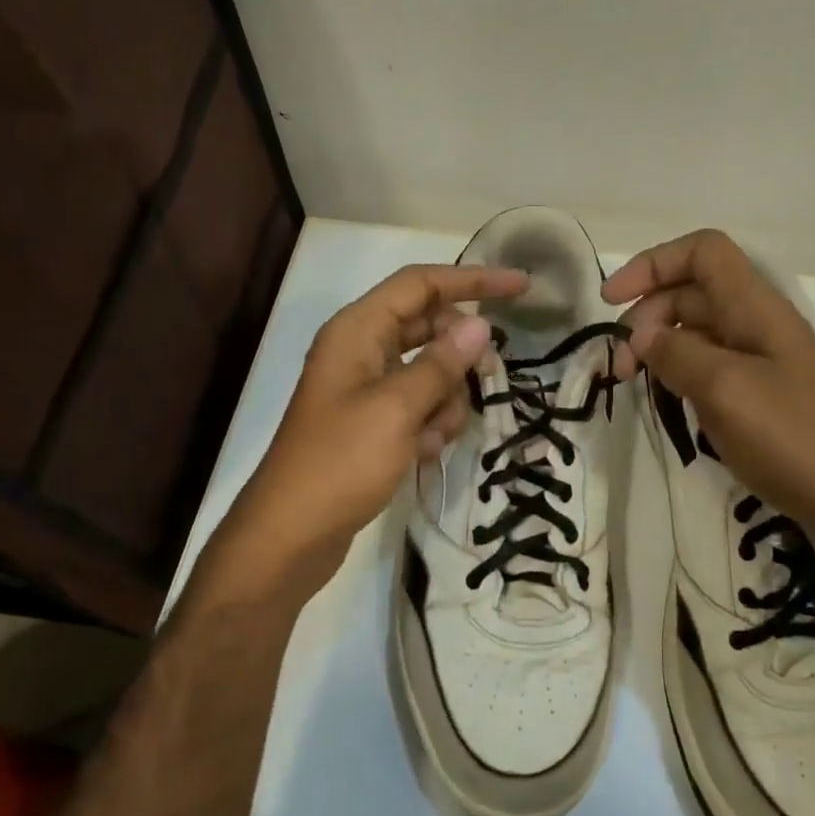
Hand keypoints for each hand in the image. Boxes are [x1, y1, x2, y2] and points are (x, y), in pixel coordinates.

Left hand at [214, 263, 527, 597]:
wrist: (291, 535)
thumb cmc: (340, 463)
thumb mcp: (397, 409)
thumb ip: (441, 364)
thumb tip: (481, 326)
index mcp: (357, 331)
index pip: (421, 284)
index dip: (473, 280)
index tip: (522, 287)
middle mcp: (360, 350)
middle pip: (428, 326)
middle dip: (460, 354)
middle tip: (490, 377)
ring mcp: (365, 387)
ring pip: (429, 370)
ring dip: (445, 399)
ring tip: (435, 436)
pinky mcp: (371, 422)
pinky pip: (417, 405)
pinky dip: (430, 423)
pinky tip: (424, 453)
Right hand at [603, 230, 814, 545]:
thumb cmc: (796, 439)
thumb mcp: (726, 390)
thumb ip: (677, 354)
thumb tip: (643, 335)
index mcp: (755, 308)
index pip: (702, 252)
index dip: (653, 264)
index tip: (612, 302)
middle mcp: (758, 327)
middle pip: (692, 294)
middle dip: (647, 316)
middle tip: (622, 365)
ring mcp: (764, 366)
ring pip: (699, 335)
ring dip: (661, 349)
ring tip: (637, 385)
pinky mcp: (765, 402)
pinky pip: (712, 373)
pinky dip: (682, 379)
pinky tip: (671, 407)